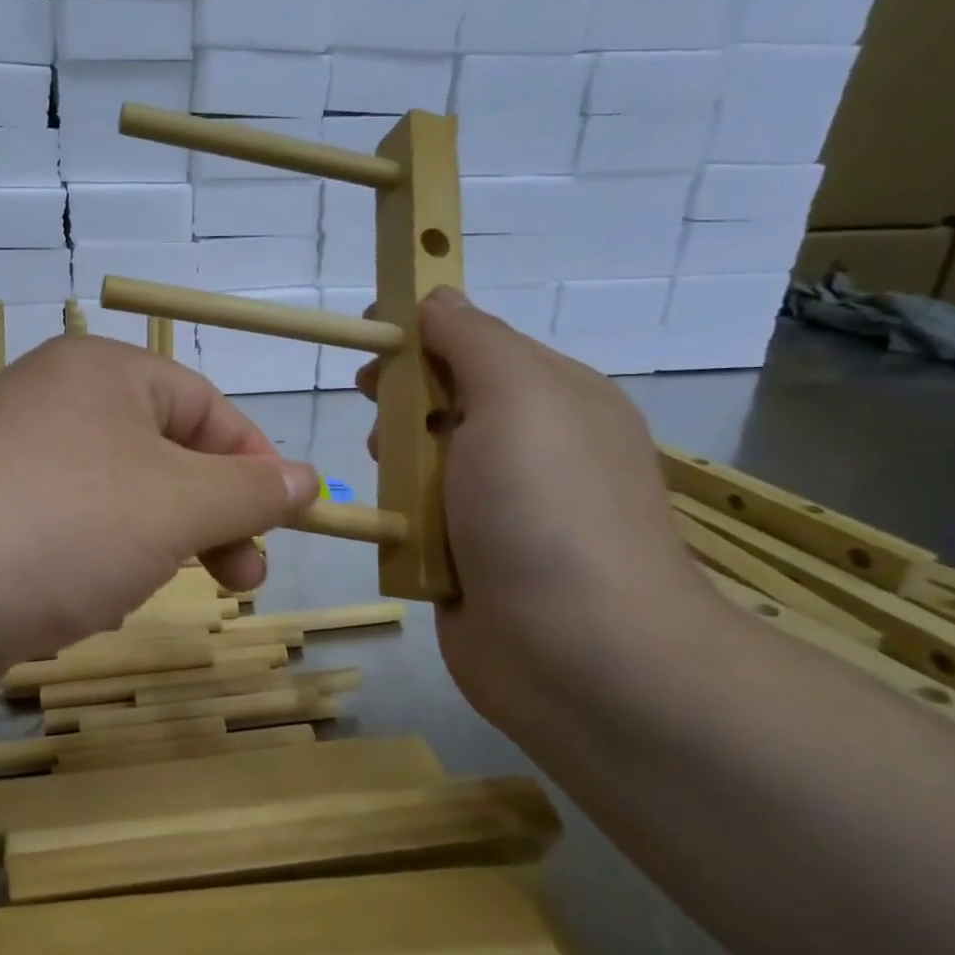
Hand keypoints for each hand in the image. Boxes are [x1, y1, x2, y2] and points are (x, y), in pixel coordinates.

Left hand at [0, 336, 318, 686]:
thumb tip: (309, 480)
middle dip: (208, 518)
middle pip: (163, 453)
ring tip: (137, 592)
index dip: (255, 465)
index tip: (285, 525)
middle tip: (241, 579)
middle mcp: (54, 400)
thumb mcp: (176, 505)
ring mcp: (13, 456)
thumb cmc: (62, 527)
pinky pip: (67, 530)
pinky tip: (80, 604)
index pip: (207, 406)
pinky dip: (93, 565)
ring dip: (151, 547)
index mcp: (102, 371)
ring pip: (117, 499)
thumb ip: (251, 490)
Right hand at [358, 290, 716, 723]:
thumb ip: (473, 340)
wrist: (581, 657)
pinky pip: (420, 519)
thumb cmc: (548, 509)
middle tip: (375, 412)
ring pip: (427, 463)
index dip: (422, 335)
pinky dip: (400, 516)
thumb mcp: (519, 396)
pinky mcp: (469, 561)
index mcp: (555, 398)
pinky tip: (389, 524)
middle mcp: (531, 449)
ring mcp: (500, 510)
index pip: (477, 343)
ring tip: (388, 477)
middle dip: (404, 401)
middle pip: (446, 402)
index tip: (373, 342)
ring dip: (398, 461)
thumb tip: (435, 298)